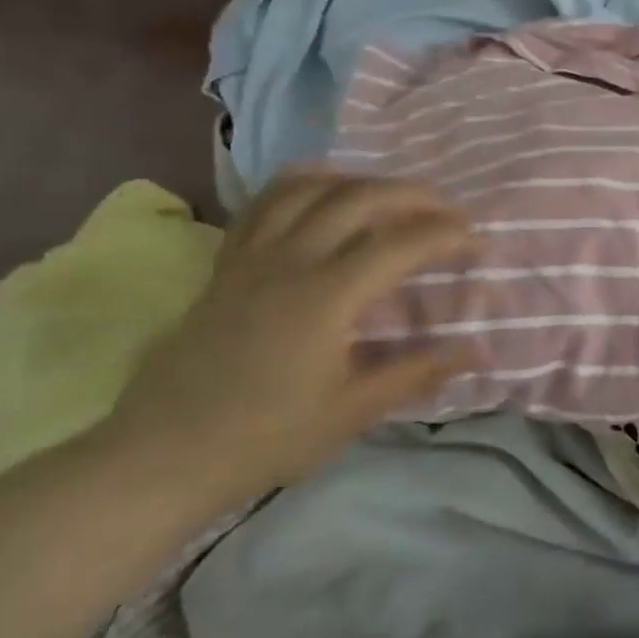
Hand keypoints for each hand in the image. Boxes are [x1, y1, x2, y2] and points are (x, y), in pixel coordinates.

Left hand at [97, 170, 476, 508]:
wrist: (160, 457)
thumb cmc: (265, 437)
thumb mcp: (353, 412)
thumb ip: (418, 371)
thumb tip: (477, 349)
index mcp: (325, 298)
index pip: (400, 244)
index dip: (447, 235)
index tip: (478, 241)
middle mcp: (289, 263)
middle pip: (358, 198)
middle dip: (413, 195)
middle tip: (447, 210)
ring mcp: (251, 259)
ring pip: (308, 188)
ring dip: (359, 181)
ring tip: (392, 196)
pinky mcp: (226, 266)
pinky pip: (264, 205)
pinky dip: (302, 186)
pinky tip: (323, 192)